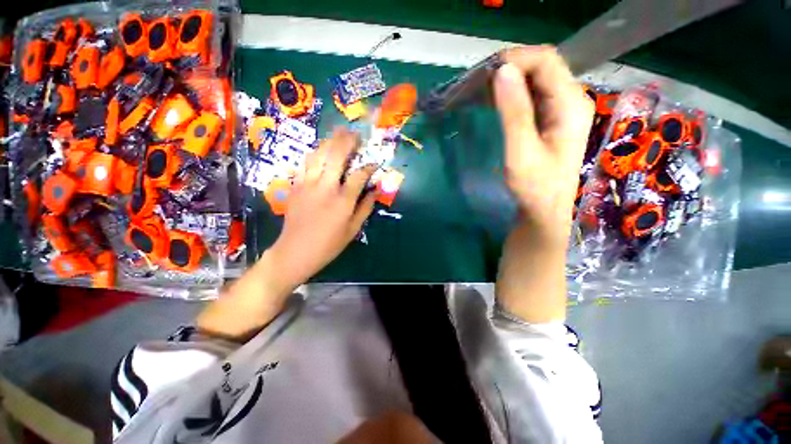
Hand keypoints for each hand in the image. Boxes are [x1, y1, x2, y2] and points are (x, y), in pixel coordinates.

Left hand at [268, 128, 377, 289]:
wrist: (295, 252)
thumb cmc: (328, 245)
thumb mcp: (353, 230)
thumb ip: (365, 208)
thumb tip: (375, 192)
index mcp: (343, 201)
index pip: (359, 175)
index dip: (369, 167)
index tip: (374, 163)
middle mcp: (326, 187)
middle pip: (337, 156)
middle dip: (347, 141)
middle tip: (355, 134)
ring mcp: (308, 184)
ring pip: (319, 155)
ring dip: (330, 142)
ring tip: (338, 134)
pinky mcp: (296, 186)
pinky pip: (305, 164)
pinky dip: (315, 153)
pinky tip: (321, 150)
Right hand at [494, 46, 593, 244]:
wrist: (544, 209)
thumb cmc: (534, 185)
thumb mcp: (521, 150)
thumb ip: (514, 111)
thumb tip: (502, 71)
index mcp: (570, 104)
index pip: (546, 62)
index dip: (516, 59)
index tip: (485, 73)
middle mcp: (572, 100)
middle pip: (543, 67)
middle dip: (511, 68)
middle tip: (480, 82)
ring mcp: (563, 110)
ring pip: (536, 81)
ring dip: (510, 81)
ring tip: (483, 91)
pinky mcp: (552, 120)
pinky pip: (533, 96)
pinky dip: (513, 94)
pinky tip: (496, 101)